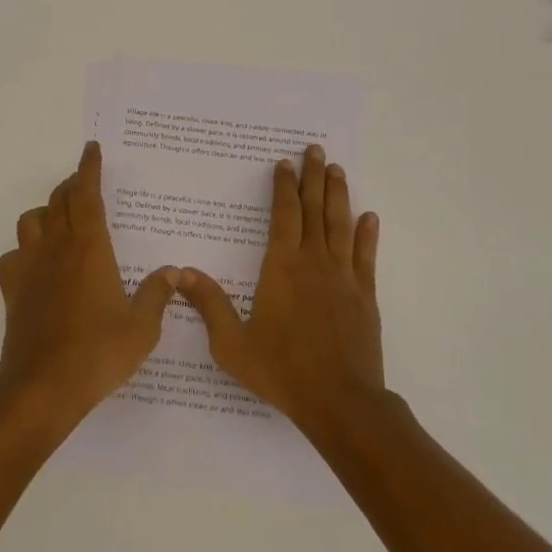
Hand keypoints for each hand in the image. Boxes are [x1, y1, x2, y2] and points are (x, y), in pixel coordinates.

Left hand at [0, 142, 178, 426]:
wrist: (43, 387)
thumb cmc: (98, 353)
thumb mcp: (142, 328)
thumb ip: (157, 295)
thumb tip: (172, 272)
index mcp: (89, 248)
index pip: (86, 195)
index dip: (89, 169)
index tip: (92, 149)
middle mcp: (56, 248)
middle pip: (58, 201)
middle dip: (71, 185)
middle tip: (84, 183)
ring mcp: (29, 268)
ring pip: (30, 221)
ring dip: (46, 212)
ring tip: (60, 221)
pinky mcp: (12, 291)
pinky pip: (11, 256)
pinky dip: (23, 250)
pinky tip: (35, 264)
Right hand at [174, 144, 383, 432]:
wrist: (340, 401)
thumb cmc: (282, 370)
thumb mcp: (232, 343)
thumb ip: (209, 304)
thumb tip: (181, 272)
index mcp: (282, 268)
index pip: (284, 215)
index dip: (283, 187)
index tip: (283, 163)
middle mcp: (314, 263)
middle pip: (315, 210)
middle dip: (313, 177)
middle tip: (315, 149)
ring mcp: (344, 278)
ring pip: (341, 225)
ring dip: (338, 195)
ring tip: (337, 170)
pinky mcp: (365, 296)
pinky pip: (366, 256)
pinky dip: (367, 234)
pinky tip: (369, 217)